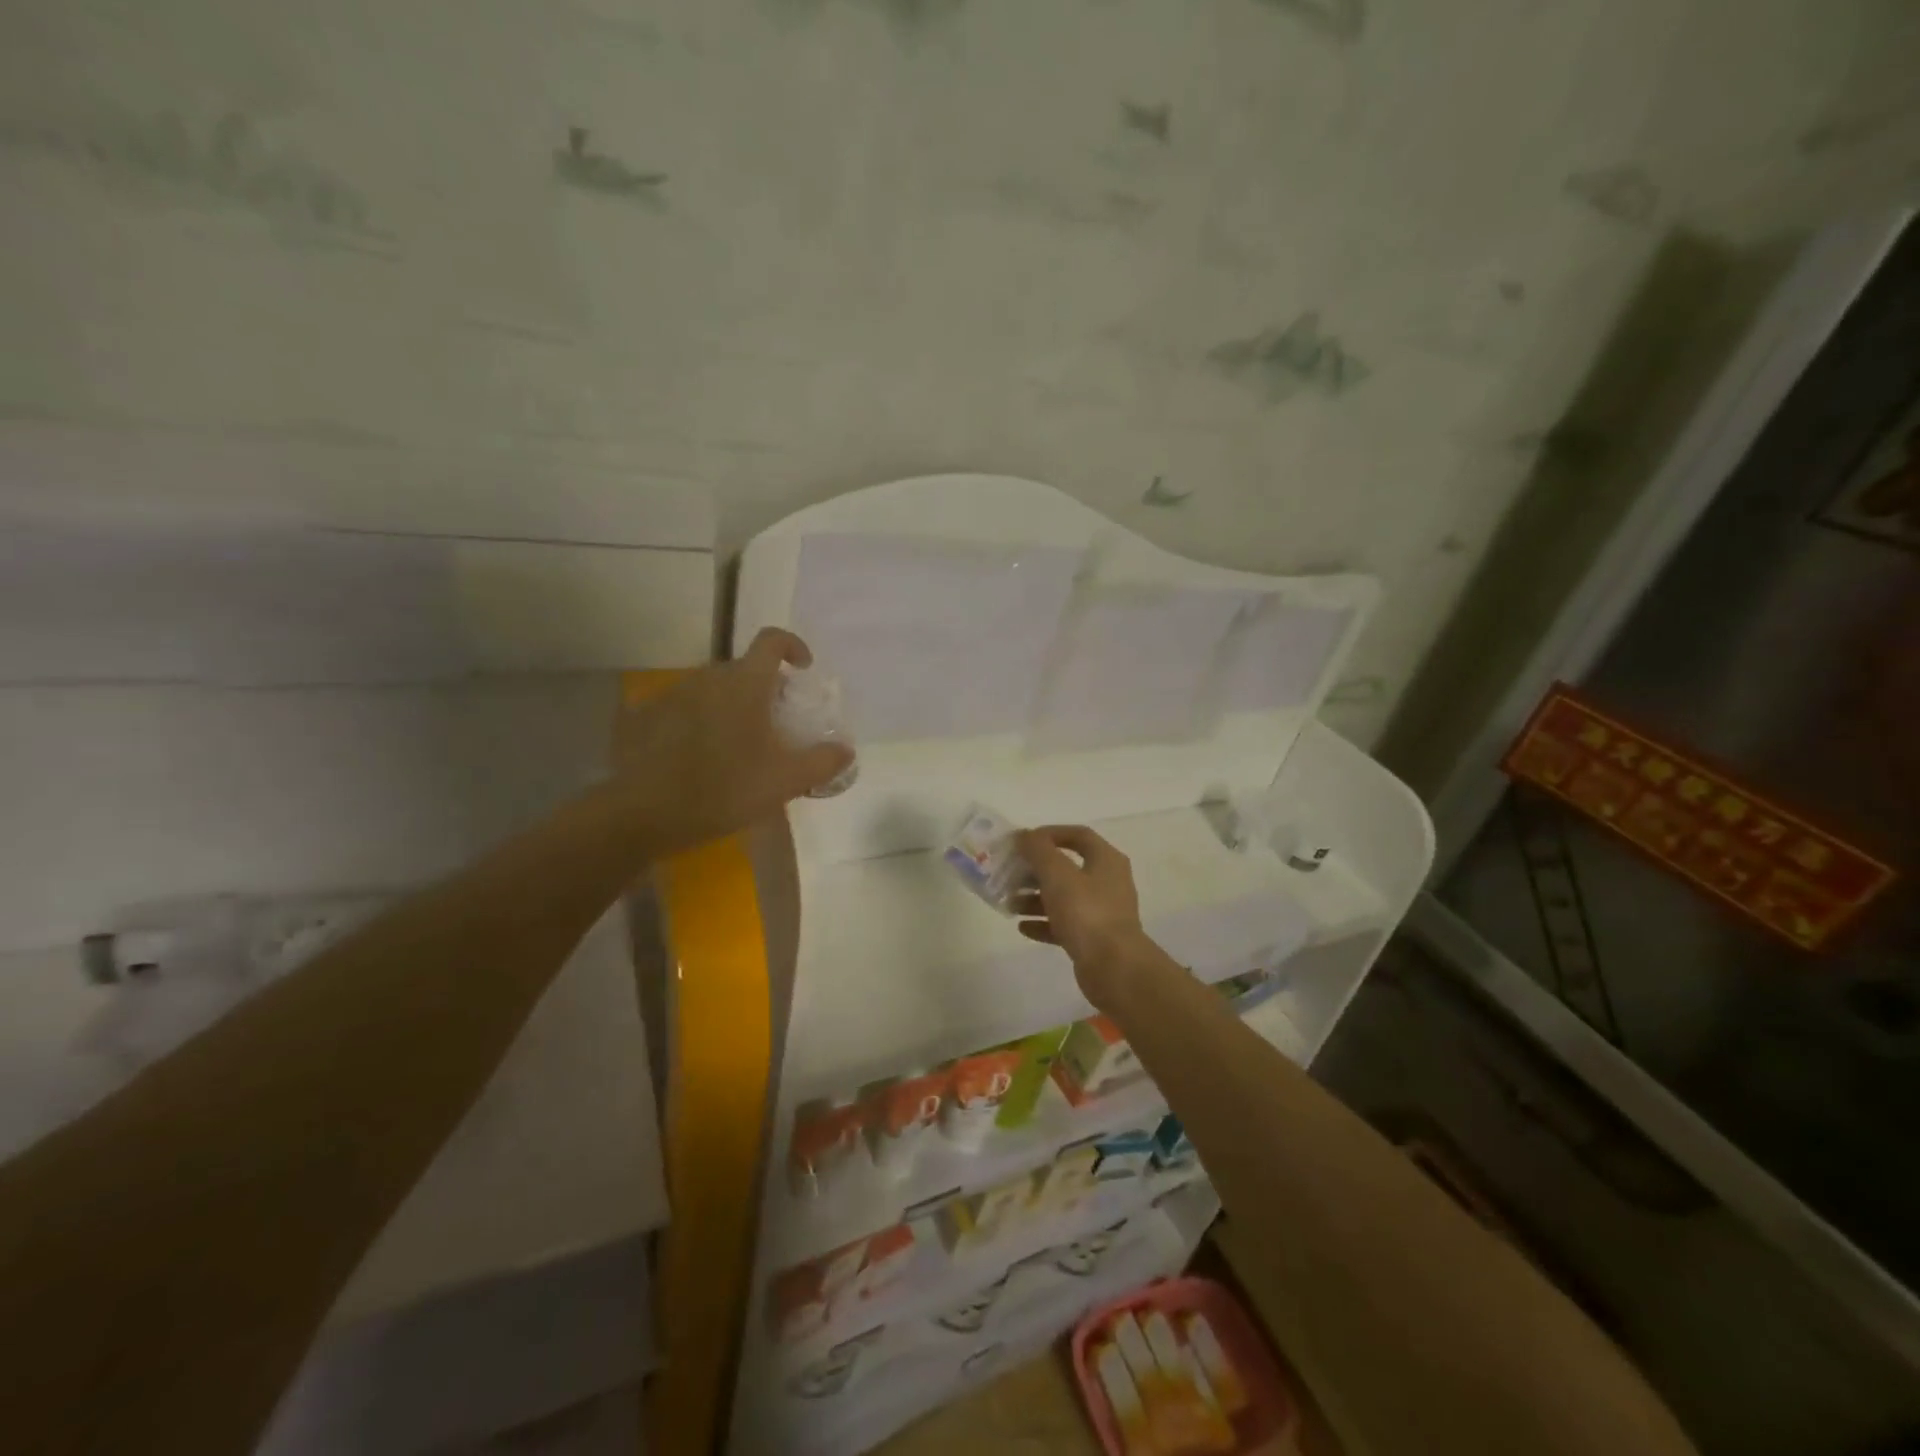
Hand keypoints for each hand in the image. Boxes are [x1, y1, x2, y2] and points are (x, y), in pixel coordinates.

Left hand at [611, 628, 853, 853]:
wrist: (643, 814)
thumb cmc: (725, 789)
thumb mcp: (786, 781)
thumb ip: (823, 761)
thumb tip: (846, 749)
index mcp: (745, 683)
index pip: (772, 641)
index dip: (792, 646)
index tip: (802, 668)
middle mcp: (707, 678)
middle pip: (742, 669)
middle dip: (763, 689)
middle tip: (774, 726)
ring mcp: (671, 695)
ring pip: (710, 689)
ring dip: (728, 706)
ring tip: (734, 745)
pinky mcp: (642, 717)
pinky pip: (680, 709)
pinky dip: (695, 722)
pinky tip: (695, 757)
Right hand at [1014, 826, 1158, 1008]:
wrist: (1114, 968)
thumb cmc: (1086, 912)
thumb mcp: (1057, 874)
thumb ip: (1038, 850)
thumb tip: (1025, 835)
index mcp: (1106, 860)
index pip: (1078, 835)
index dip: (1050, 834)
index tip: (1023, 841)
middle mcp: (1107, 882)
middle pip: (1067, 868)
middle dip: (1036, 871)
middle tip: (1010, 875)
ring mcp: (1102, 912)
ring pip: (1064, 897)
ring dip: (1035, 898)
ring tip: (1010, 904)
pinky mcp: (1094, 938)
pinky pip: (1065, 924)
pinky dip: (1044, 923)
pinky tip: (1023, 928)